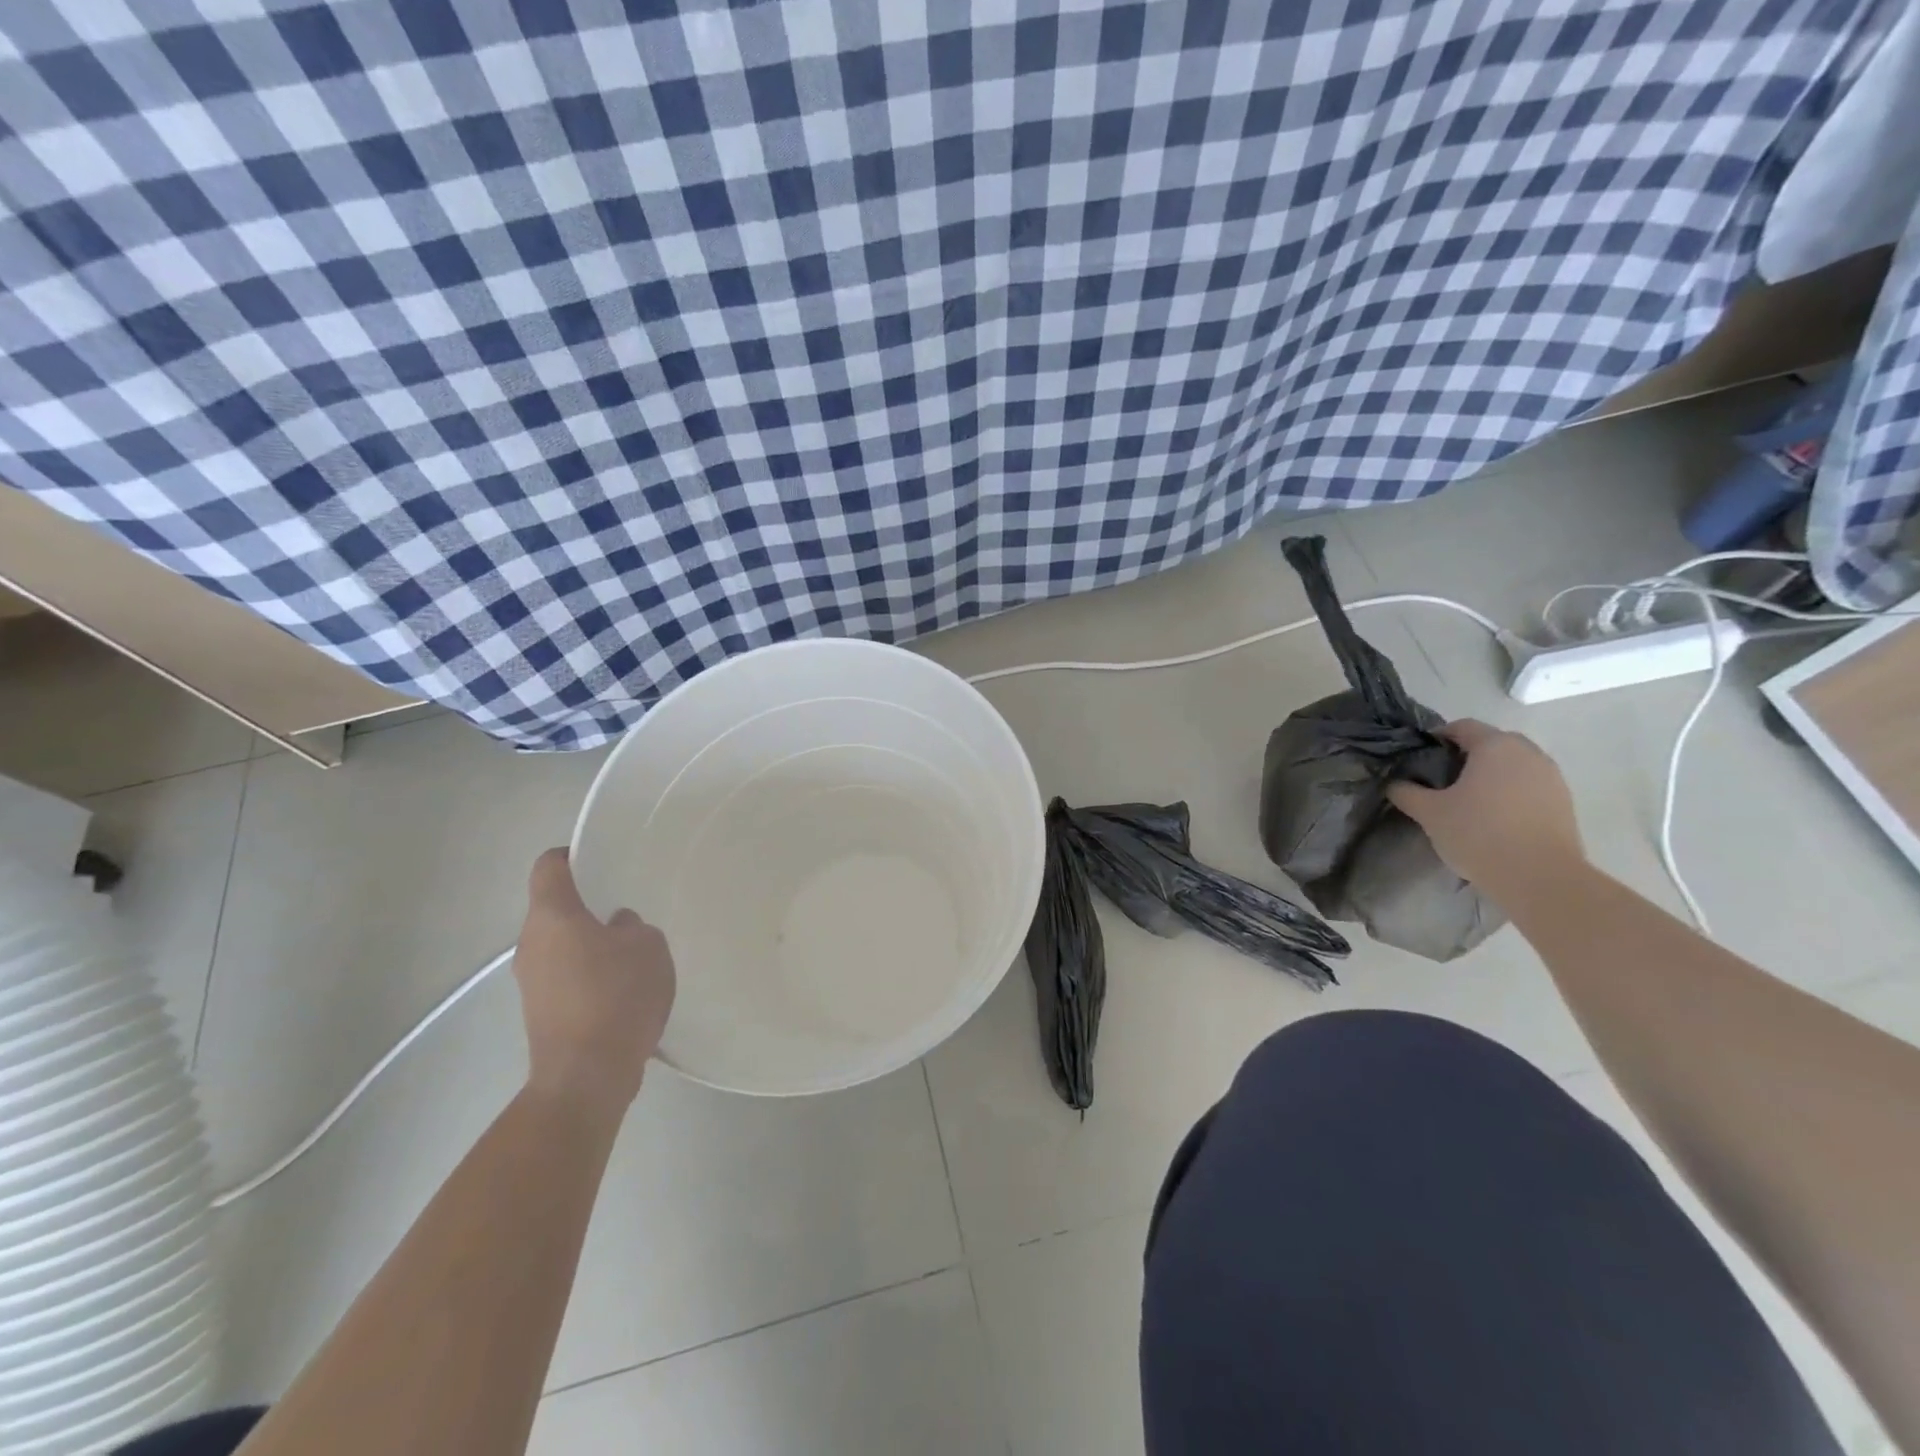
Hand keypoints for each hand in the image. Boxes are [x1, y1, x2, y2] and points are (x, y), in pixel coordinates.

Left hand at [512, 848, 675, 1116]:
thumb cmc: (616, 996)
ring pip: (561, 944)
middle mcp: (531, 943)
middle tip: (630, 905)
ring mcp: (531, 981)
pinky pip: (566, 975)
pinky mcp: (541, 1012)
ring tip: (633, 950)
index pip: (549, 866)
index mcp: (552, 916)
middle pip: (555, 907)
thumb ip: (632, 926)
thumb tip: (616, 928)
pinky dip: (590, 973)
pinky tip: (624, 987)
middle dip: (590, 903)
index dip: (573, 854)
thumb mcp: (647, 946)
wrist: (586, 1077)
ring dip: (591, 941)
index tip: (604, 857)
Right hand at [1387, 720, 1586, 903]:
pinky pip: (1530, 786)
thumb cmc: (1478, 834)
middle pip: (1492, 742)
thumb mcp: (1429, 813)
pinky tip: (1496, 819)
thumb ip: (1407, 792)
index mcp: (1495, 746)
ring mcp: (1551, 776)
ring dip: (1492, 775)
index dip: (1438, 737)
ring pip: (1514, 765)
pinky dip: (1512, 793)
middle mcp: (1528, 752)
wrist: (1540, 877)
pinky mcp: (1564, 802)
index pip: (1462, 727)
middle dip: (1467, 756)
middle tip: (1444, 781)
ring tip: (1471, 802)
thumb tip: (1396, 783)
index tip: (1421, 758)